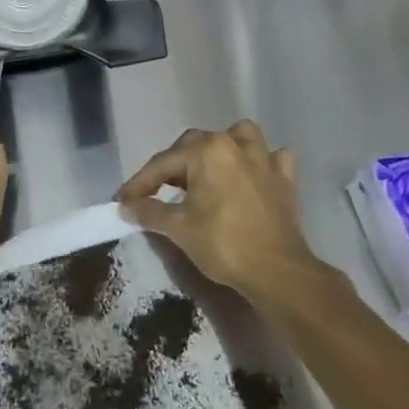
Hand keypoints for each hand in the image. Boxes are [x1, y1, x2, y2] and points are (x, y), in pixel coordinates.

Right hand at [118, 120, 345, 316]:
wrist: (278, 271)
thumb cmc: (224, 245)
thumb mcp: (179, 228)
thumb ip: (149, 211)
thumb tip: (126, 206)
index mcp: (207, 151)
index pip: (163, 163)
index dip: (139, 183)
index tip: (122, 200)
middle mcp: (235, 144)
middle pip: (195, 145)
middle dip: (174, 165)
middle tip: (157, 191)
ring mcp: (265, 158)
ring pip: (238, 137)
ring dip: (221, 148)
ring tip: (209, 169)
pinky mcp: (285, 178)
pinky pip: (272, 158)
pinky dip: (261, 162)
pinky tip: (252, 176)